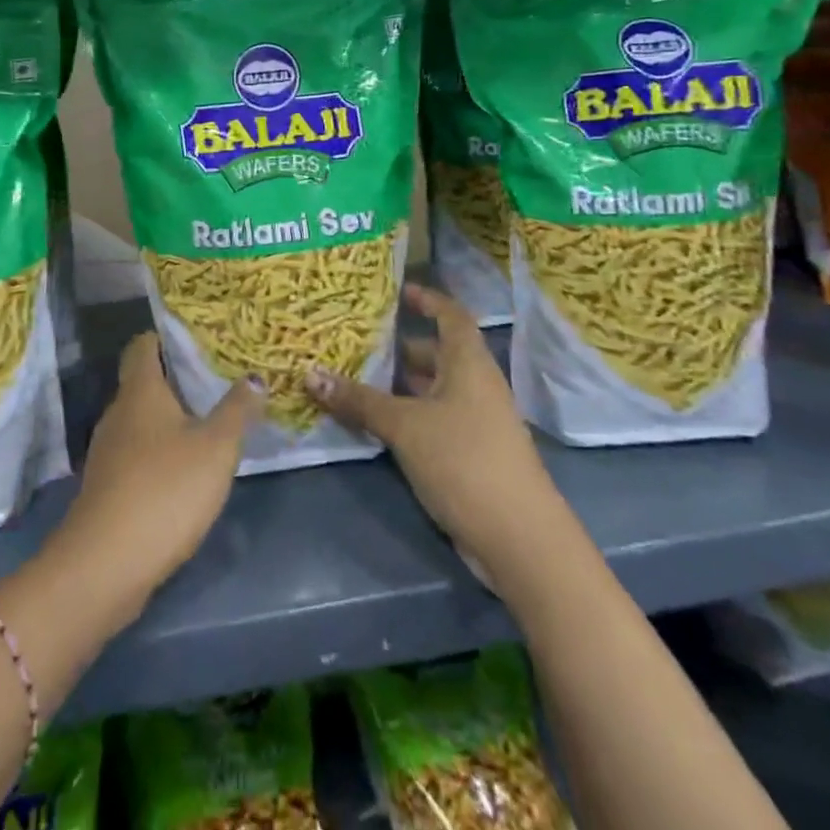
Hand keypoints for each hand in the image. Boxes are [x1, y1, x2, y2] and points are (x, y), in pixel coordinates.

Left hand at [51, 333, 261, 626]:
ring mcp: (108, 451)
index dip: (165, 337)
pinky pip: (135, 454)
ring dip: (168, 419)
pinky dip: (158, 452)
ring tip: (206, 421)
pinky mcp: (107, 486)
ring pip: (139, 420)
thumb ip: (237, 411)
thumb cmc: (166, 489)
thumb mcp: (216, 448)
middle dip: (174, 379)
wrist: (106, 564)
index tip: (196, 338)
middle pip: (142, 382)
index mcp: (140, 390)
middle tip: (215, 379)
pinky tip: (184, 468)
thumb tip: (255, 377)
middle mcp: (118, 412)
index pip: (143, 345)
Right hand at [305, 284, 550, 585]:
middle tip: (358, 338)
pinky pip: (433, 418)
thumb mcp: (405, 426)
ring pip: (433, 388)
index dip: (428, 300)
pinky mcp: (470, 453)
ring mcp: (476, 421)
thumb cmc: (464, 460)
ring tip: (355, 375)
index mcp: (468, 364)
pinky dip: (406, 413)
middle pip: (438, 353)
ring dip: (400, 382)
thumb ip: (359, 400)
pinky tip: (375, 421)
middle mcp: (476, 385)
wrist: (519, 539)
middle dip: (401, 345)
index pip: (451, 316)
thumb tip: (309, 374)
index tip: (399, 291)